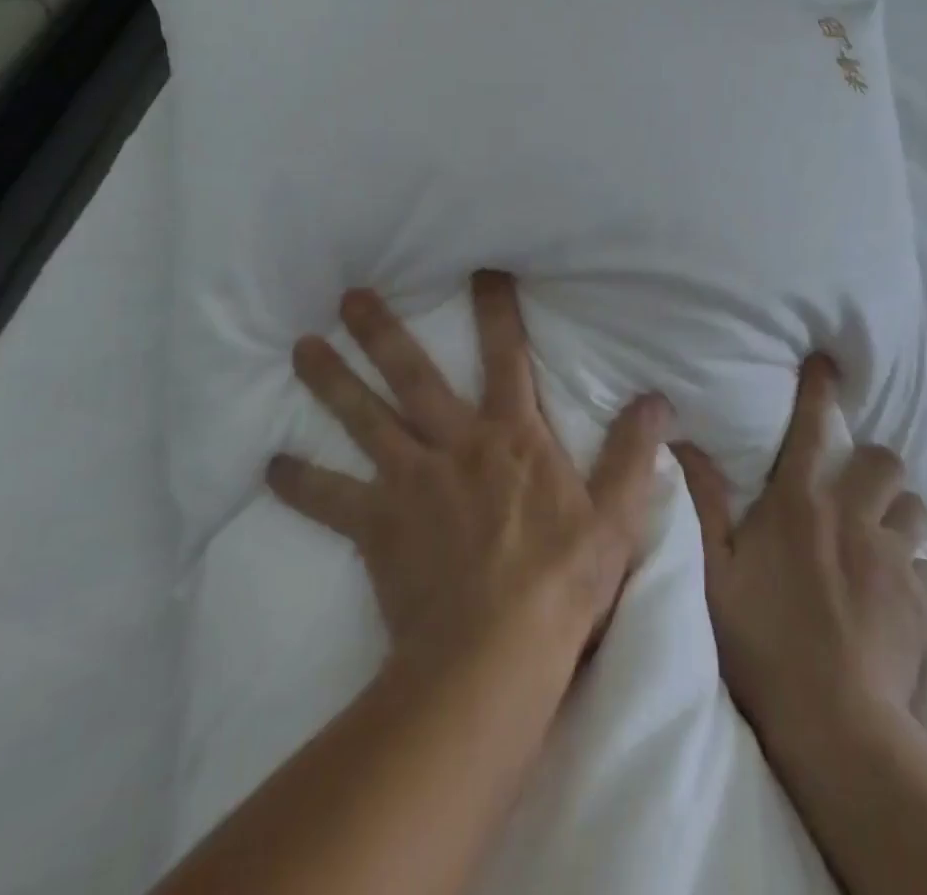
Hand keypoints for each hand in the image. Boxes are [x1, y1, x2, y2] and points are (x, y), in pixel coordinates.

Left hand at [267, 270, 669, 676]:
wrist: (494, 656)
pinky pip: (330, 499)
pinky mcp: (377, 525)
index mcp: (511, 436)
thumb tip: (657, 399)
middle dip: (382, 332)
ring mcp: (410, 481)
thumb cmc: (560, 582)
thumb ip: (635, 453)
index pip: (506, 356)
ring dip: (330, 382)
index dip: (495, 310)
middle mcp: (455, 444)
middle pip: (412, 375)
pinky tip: (269, 467)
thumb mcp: (616, 517)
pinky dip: (300, 483)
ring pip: (364, 419)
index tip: (480, 269)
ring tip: (300, 348)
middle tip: (349, 296)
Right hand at [671, 353, 926, 751]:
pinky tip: (897, 596)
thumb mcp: (712, 570)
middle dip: (873, 463)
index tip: (827, 363)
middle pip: (884, 462)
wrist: (836, 725)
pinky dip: (916, 573)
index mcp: (800, 503)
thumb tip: (683, 440)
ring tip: (878, 539)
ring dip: (898, 515)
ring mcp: (896, 560)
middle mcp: (854, 517)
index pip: (814, 427)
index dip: (820, 389)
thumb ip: (702, 500)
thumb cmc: (761, 639)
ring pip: (916, 511)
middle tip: (854, 486)